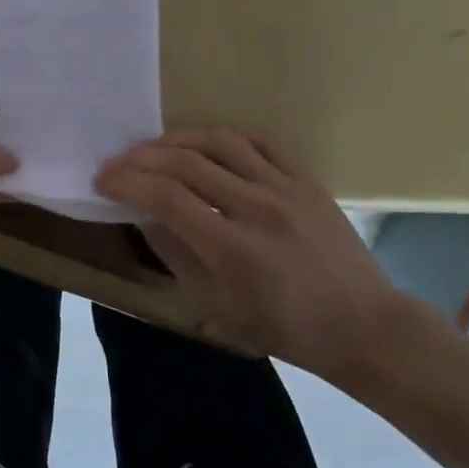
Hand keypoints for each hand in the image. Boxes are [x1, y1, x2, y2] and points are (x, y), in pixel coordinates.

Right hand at [94, 127, 410, 382]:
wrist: (365, 327)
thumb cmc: (285, 329)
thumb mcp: (218, 308)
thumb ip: (177, 256)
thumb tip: (145, 216)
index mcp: (233, 250)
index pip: (166, 198)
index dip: (127, 183)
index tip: (103, 180)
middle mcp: (257, 209)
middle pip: (187, 163)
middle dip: (142, 158)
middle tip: (118, 162)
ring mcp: (286, 189)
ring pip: (220, 142)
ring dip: (177, 140)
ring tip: (155, 148)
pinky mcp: (306, 180)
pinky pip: (258, 143)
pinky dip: (222, 138)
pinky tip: (204, 146)